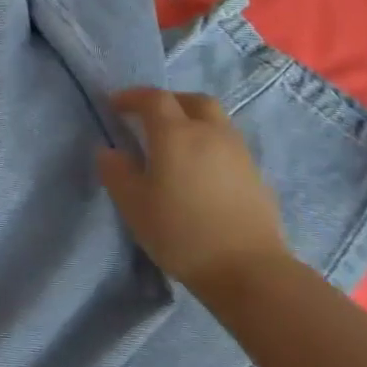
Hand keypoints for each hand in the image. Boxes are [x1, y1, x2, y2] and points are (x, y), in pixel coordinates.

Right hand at [98, 89, 288, 297]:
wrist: (248, 270)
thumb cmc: (182, 233)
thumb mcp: (134, 205)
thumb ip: (117, 173)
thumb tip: (110, 151)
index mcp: (175, 134)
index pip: (153, 98)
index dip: (132, 97)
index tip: (115, 105)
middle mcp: (210, 133)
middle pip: (192, 100)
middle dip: (169, 101)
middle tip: (151, 117)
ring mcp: (238, 152)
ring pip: (215, 120)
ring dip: (193, 120)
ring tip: (177, 143)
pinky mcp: (256, 175)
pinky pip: (228, 143)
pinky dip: (210, 143)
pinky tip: (202, 169)